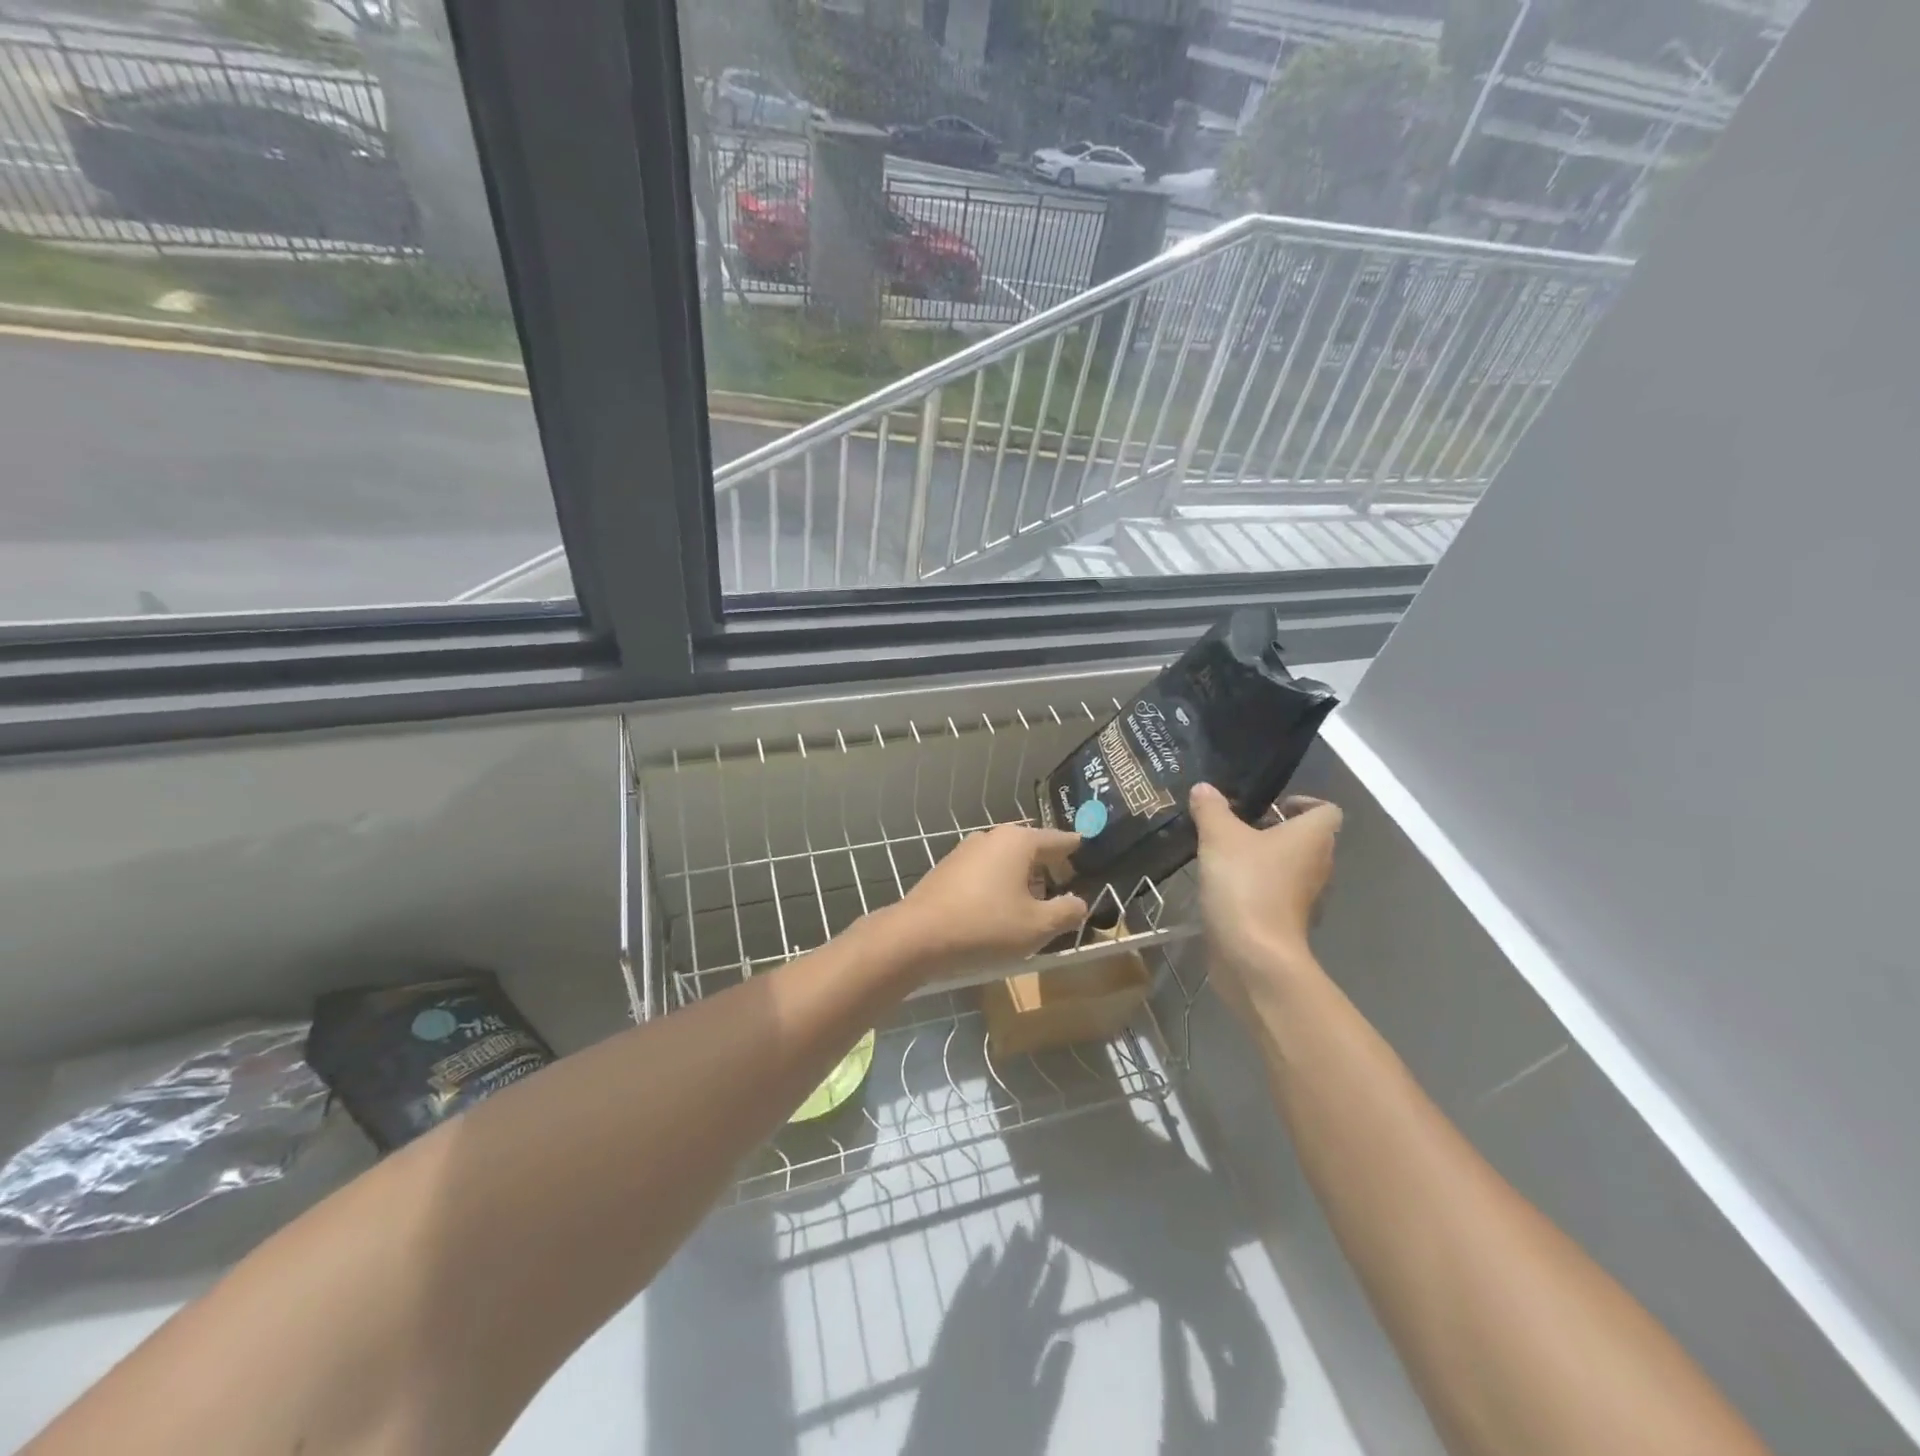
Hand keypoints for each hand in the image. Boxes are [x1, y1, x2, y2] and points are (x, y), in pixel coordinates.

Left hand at [889, 825, 1087, 978]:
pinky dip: (1000, 886)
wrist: (916, 936)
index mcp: (1018, 841)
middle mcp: (991, 837)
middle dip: (1050, 868)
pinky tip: (1001, 912)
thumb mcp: (1037, 926)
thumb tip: (1079, 902)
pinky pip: (986, 873)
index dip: (1077, 851)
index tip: (1091, 855)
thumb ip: (1067, 911)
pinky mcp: (947, 870)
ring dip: (1023, 880)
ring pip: (1006, 861)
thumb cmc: (985, 926)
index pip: (1058, 839)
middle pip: (1031, 848)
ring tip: (1036, 907)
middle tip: (1067, 889)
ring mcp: (965, 851)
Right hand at [1189, 783, 1341, 1014]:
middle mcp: (1318, 864)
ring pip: (1290, 867)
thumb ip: (1211, 809)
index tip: (1267, 805)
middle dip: (1273, 829)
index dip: (1301, 802)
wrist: (1253, 955)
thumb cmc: (1246, 884)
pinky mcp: (1288, 923)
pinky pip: (1276, 893)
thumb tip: (1204, 788)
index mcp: (1313, 837)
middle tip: (1235, 826)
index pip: (1326, 809)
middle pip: (1306, 838)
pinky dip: (1256, 887)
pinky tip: (1224, 886)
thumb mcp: (1219, 837)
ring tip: (1224, 854)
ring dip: (1263, 859)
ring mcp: (1306, 898)